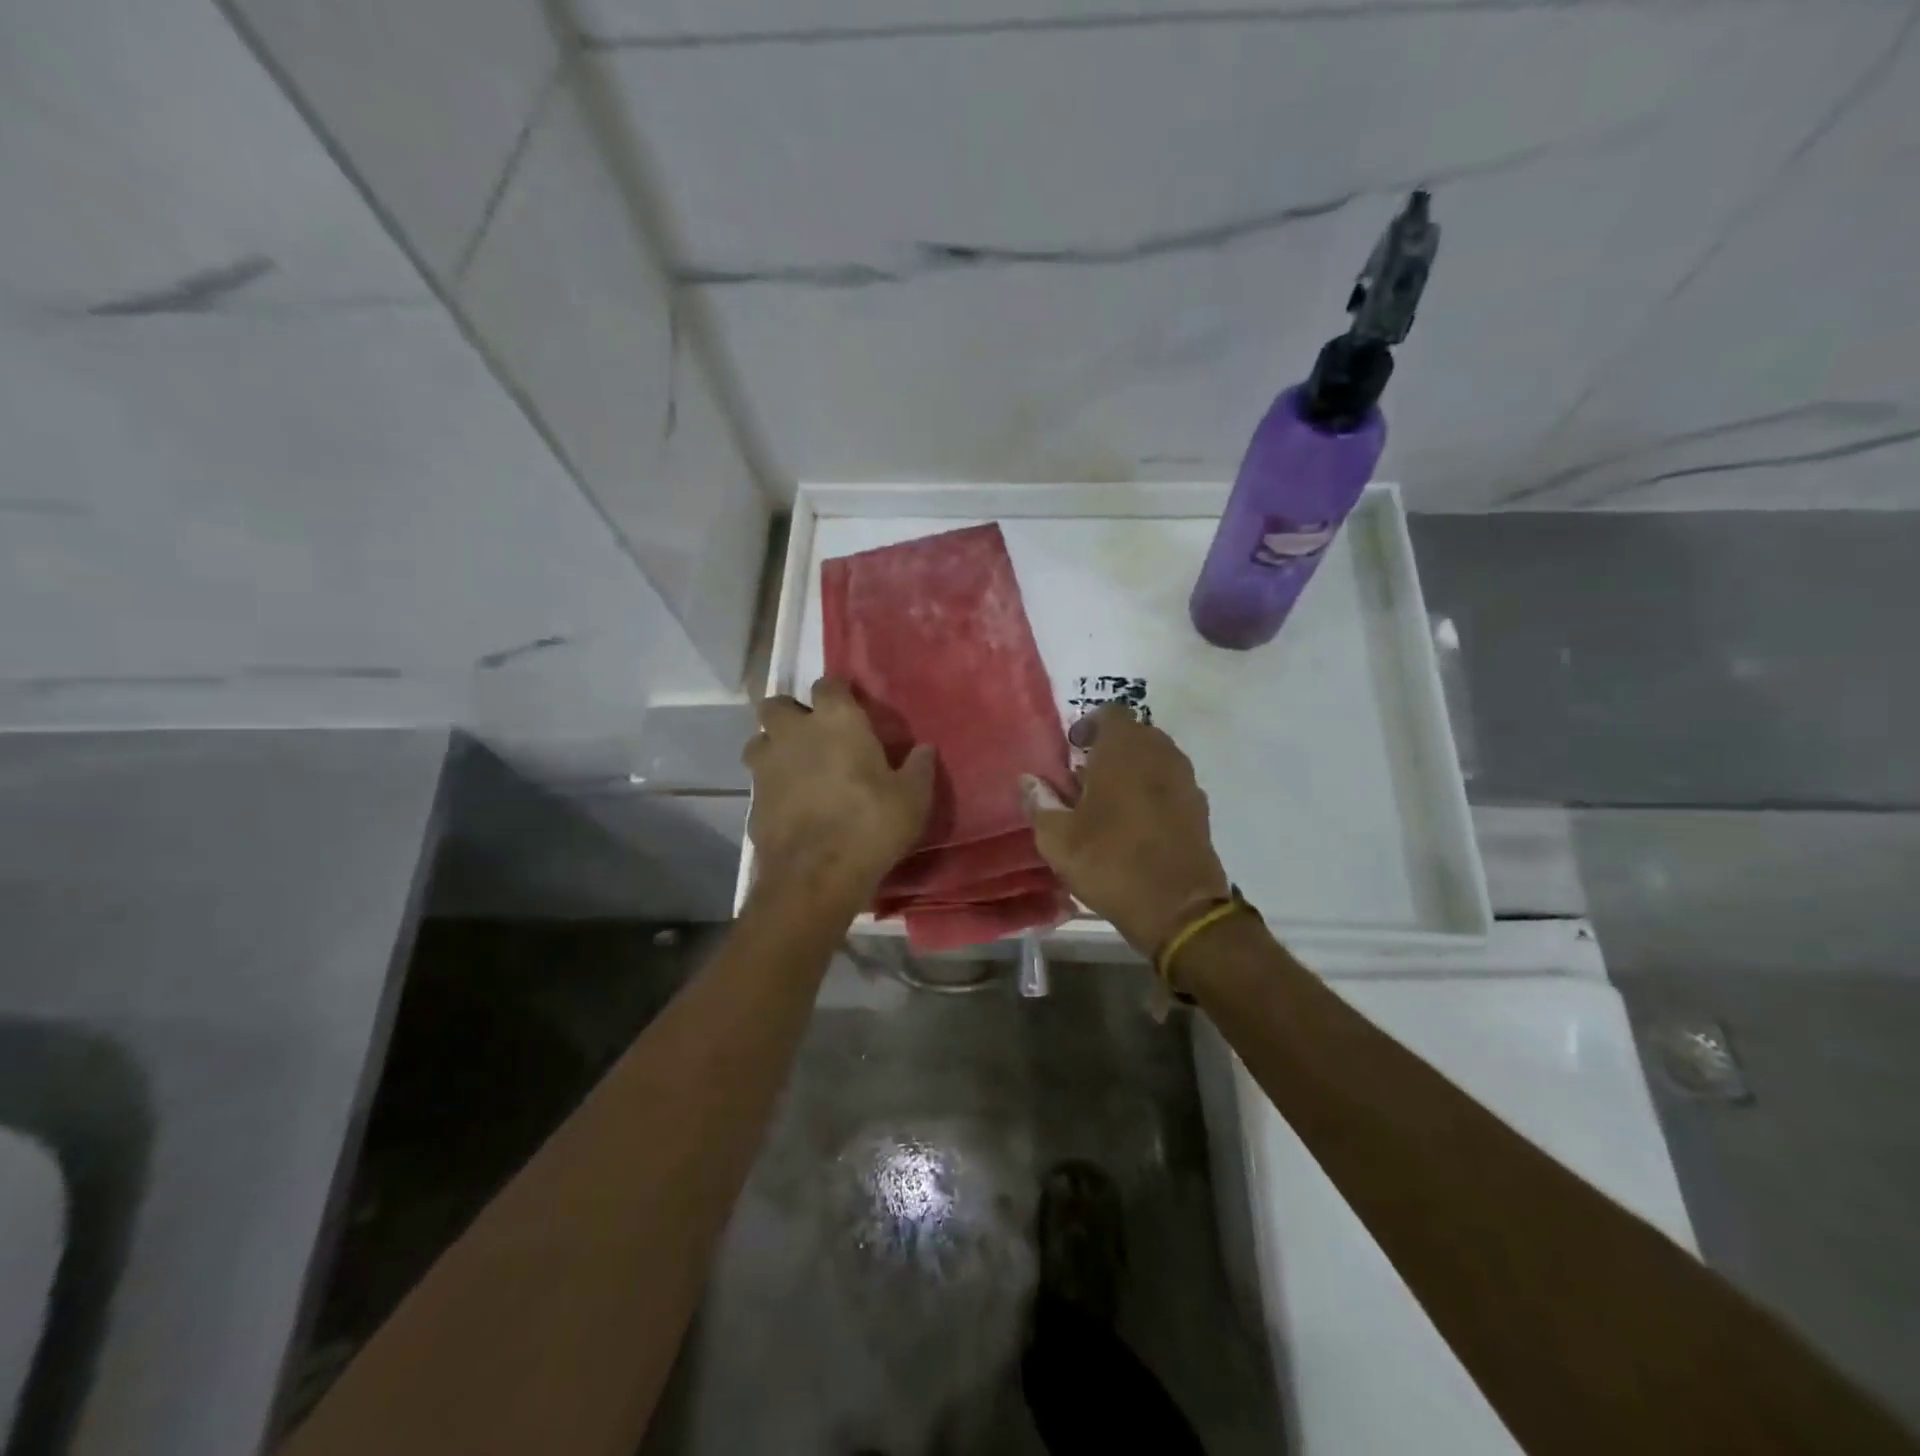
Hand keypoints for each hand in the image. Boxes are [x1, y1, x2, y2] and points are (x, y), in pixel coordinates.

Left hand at [744, 677, 935, 910]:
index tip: (849, 705)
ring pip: (759, 741)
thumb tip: (926, 749)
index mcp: (836, 721)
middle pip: (777, 704)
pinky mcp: (752, 799)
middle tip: (812, 734)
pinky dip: (771, 786)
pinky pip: (758, 780)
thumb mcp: (912, 798)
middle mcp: (794, 733)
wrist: (816, 875)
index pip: (828, 684)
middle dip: (790, 713)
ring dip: (773, 747)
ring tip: (795, 767)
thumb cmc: (871, 825)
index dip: (837, 692)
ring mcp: (767, 765)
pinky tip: (790, 804)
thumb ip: (918, 768)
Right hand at [1022, 705, 1229, 955]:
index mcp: (1125, 749)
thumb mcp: (1058, 838)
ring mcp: (1185, 780)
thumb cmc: (1110, 862)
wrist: (1178, 908)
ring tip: (1107, 802)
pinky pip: (1170, 784)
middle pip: (1134, 734)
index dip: (1088, 725)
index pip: (1110, 712)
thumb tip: (1028, 780)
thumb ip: (1040, 802)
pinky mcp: (1199, 808)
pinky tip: (1135, 823)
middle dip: (1109, 749)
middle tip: (1084, 777)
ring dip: (1132, 770)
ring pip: (1155, 759)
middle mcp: (1160, 753)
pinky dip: (1152, 791)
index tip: (1072, 750)